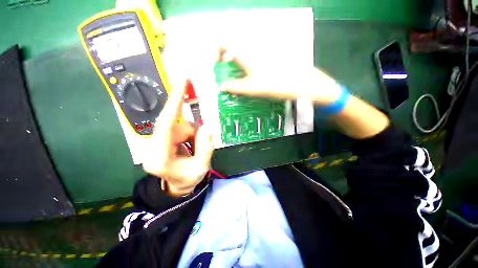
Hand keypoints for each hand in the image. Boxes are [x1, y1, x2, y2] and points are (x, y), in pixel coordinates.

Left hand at [142, 84, 213, 195]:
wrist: (177, 185)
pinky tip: (189, 146)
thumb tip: (207, 126)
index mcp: (160, 158)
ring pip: (178, 126)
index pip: (166, 125)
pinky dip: (188, 135)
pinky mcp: (160, 139)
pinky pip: (178, 128)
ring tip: (194, 150)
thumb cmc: (188, 179)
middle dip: (191, 132)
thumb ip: (205, 147)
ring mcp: (155, 142)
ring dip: (191, 135)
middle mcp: (152, 147)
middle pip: (175, 125)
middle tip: (198, 143)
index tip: (182, 84)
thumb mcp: (201, 167)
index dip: (174, 103)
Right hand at [216, 47, 388, 138]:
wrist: (308, 85)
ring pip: (242, 57)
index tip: (216, 66)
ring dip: (235, 69)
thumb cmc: (283, 85)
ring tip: (235, 84)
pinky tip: (248, 82)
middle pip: (233, 50)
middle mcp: (255, 52)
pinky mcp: (269, 63)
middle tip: (225, 79)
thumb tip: (222, 86)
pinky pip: (251, 64)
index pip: (225, 42)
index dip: (216, 50)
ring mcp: (263, 57)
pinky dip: (245, 72)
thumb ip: (239, 87)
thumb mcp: (258, 88)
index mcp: (250, 55)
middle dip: (225, 63)